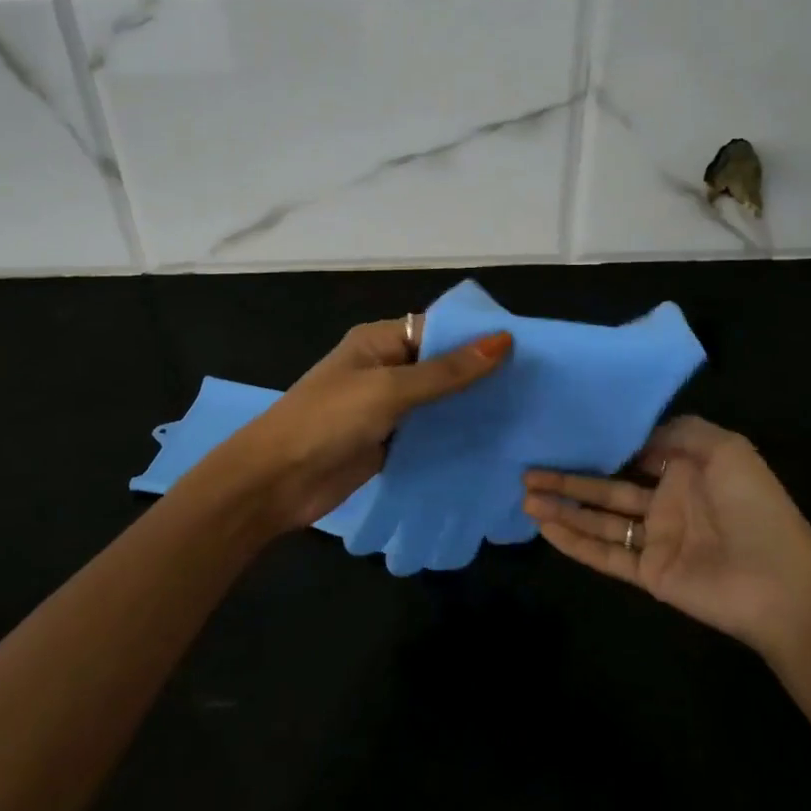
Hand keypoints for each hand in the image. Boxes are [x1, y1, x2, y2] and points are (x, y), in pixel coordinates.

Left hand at [222, 316, 511, 534]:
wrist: (276, 482)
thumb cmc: (328, 420)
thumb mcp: (390, 389)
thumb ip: (446, 371)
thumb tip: (503, 340)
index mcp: (380, 341)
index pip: (439, 329)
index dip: (478, 337)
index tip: (526, 350)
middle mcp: (386, 368)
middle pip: (441, 365)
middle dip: (481, 374)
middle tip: (535, 386)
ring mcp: (387, 408)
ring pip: (438, 401)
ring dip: (471, 407)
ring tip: (525, 414)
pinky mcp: (389, 442)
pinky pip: (429, 433)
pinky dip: (454, 436)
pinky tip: (493, 443)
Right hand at [523, 415, 810, 656]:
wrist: (781, 584)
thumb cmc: (754, 507)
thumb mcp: (726, 449)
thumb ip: (679, 431)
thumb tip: (634, 434)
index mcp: (685, 470)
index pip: (632, 453)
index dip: (599, 444)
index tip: (563, 432)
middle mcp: (665, 501)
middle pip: (605, 487)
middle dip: (568, 478)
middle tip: (527, 469)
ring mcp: (655, 539)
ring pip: (599, 520)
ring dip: (563, 508)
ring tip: (525, 495)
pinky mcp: (649, 572)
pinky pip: (605, 554)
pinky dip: (574, 542)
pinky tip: (545, 527)